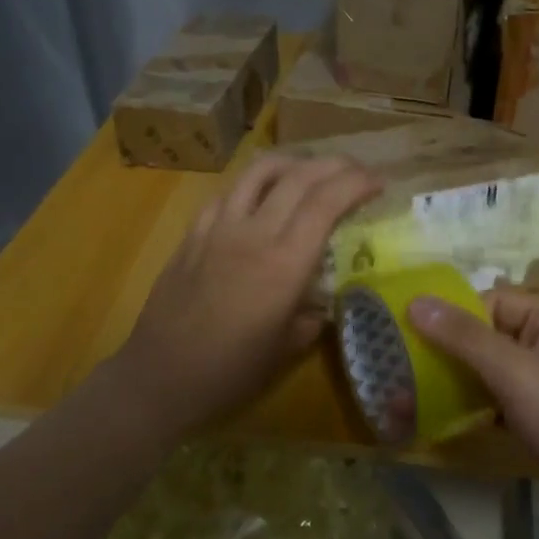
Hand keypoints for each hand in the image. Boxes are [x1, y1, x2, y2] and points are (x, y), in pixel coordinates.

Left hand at [115, 154, 379, 433]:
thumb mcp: (287, 350)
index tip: (379, 183)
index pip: (326, 202)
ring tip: (312, 171)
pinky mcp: (192, 233)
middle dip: (335, 165)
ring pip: (259, 171)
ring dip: (294, 162)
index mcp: (284, 264)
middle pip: (299, 176)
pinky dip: (255, 183)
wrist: (160, 376)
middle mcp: (253, 233)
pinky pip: (228, 192)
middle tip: (356, 172)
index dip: (357, 183)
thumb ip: (313, 315)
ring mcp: (217, 228)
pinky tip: (262, 197)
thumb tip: (324, 298)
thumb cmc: (230, 372)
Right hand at [408, 290, 538, 538]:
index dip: (448, 316)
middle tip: (399, 373)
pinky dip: (474, 409)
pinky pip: (502, 402)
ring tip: (408, 400)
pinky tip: (442, 423)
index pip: (488, 301)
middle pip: (487, 336)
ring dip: (455, 384)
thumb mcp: (515, 373)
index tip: (404, 336)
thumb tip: (415, 301)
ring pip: (491, 372)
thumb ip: (464, 337)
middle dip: (445, 354)